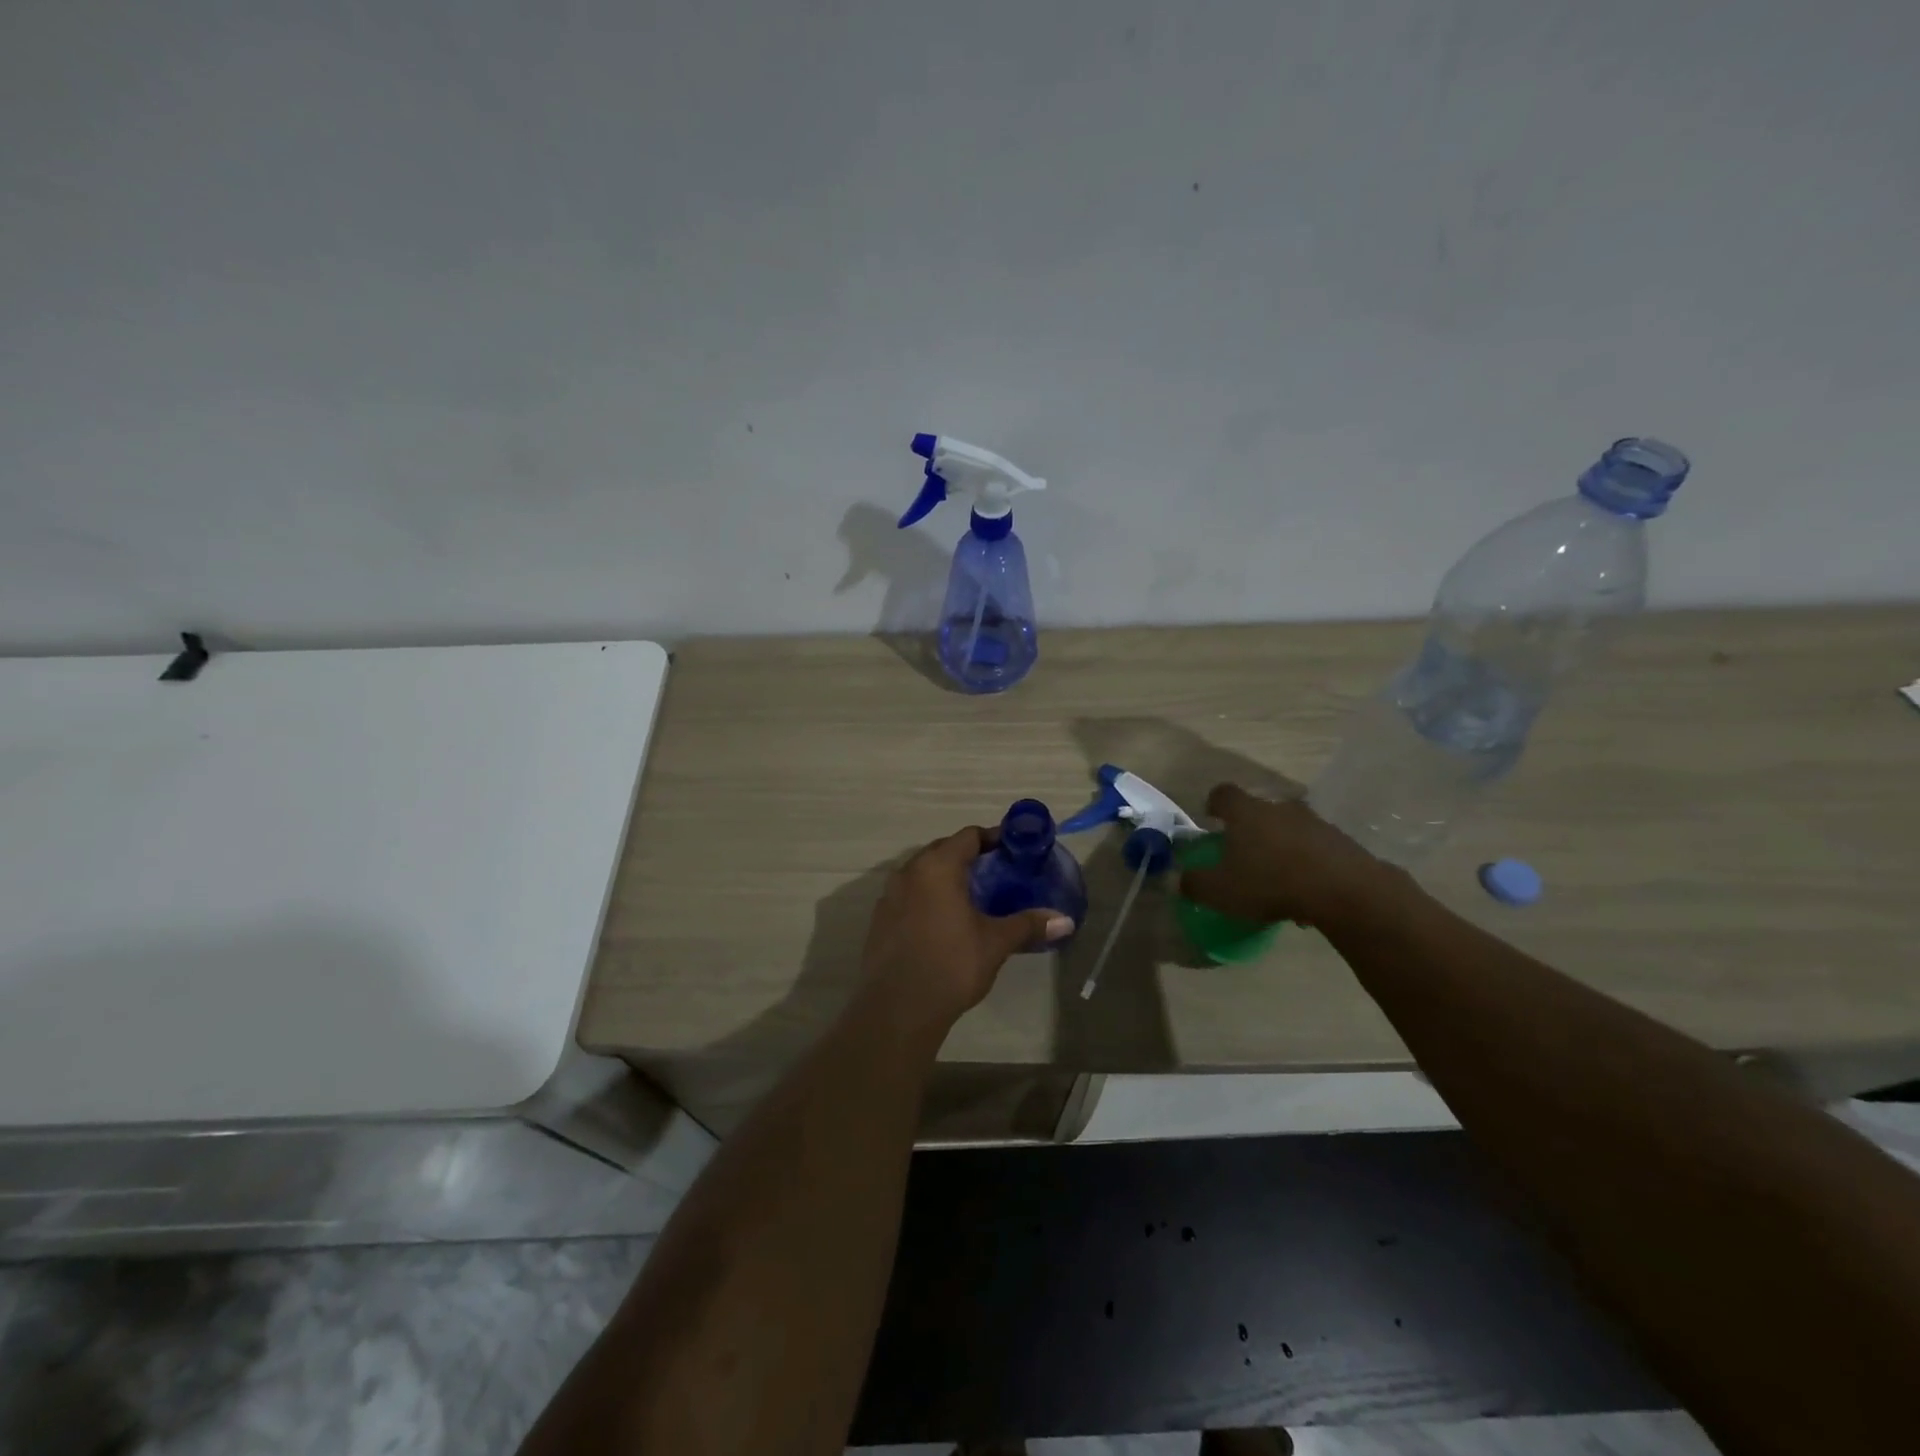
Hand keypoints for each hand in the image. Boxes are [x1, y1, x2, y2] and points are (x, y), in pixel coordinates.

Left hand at [860, 826, 1073, 1029]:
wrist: (897, 1008)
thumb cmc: (951, 965)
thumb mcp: (995, 943)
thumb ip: (1028, 925)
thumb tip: (1066, 921)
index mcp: (937, 867)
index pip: (968, 836)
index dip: (993, 838)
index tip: (1014, 849)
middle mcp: (909, 871)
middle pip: (943, 850)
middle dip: (969, 856)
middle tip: (997, 872)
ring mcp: (889, 895)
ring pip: (923, 873)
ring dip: (946, 878)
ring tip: (972, 897)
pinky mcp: (880, 919)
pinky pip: (909, 895)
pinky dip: (928, 898)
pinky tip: (943, 921)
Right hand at [1178, 783, 1390, 928]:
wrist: (1345, 891)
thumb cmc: (1270, 882)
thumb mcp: (1220, 891)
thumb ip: (1195, 883)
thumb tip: (1180, 879)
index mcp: (1246, 812)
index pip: (1223, 793)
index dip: (1214, 804)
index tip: (1211, 819)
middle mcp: (1279, 808)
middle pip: (1258, 810)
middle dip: (1249, 829)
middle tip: (1243, 855)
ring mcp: (1314, 822)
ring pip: (1288, 828)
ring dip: (1280, 846)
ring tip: (1276, 878)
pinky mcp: (1341, 842)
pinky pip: (1314, 847)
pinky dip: (1306, 862)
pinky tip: (1304, 890)